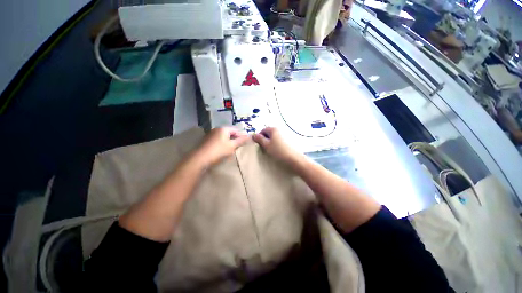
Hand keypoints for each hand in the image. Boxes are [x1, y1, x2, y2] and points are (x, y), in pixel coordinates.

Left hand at [195, 127, 249, 166]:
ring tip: (232, 149)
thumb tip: (249, 136)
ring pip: (223, 137)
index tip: (245, 142)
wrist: (200, 158)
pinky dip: (222, 144)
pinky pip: (218, 140)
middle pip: (229, 133)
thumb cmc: (219, 151)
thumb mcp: (232, 146)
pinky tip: (223, 150)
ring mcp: (210, 135)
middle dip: (235, 139)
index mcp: (223, 129)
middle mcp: (216, 129)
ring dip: (228, 142)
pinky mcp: (206, 141)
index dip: (241, 135)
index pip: (235, 130)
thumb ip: (240, 141)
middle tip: (239, 146)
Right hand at [252, 127, 303, 165]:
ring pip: (275, 137)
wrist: (295, 158)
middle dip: (266, 139)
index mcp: (274, 129)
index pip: (263, 130)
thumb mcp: (266, 145)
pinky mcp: (291, 140)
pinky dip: (278, 144)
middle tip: (265, 148)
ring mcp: (286, 134)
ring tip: (272, 150)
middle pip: (270, 133)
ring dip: (272, 142)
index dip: (260, 137)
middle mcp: (280, 129)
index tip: (259, 145)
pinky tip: (279, 150)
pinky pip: (281, 140)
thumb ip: (259, 139)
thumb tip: (254, 135)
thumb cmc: (279, 151)